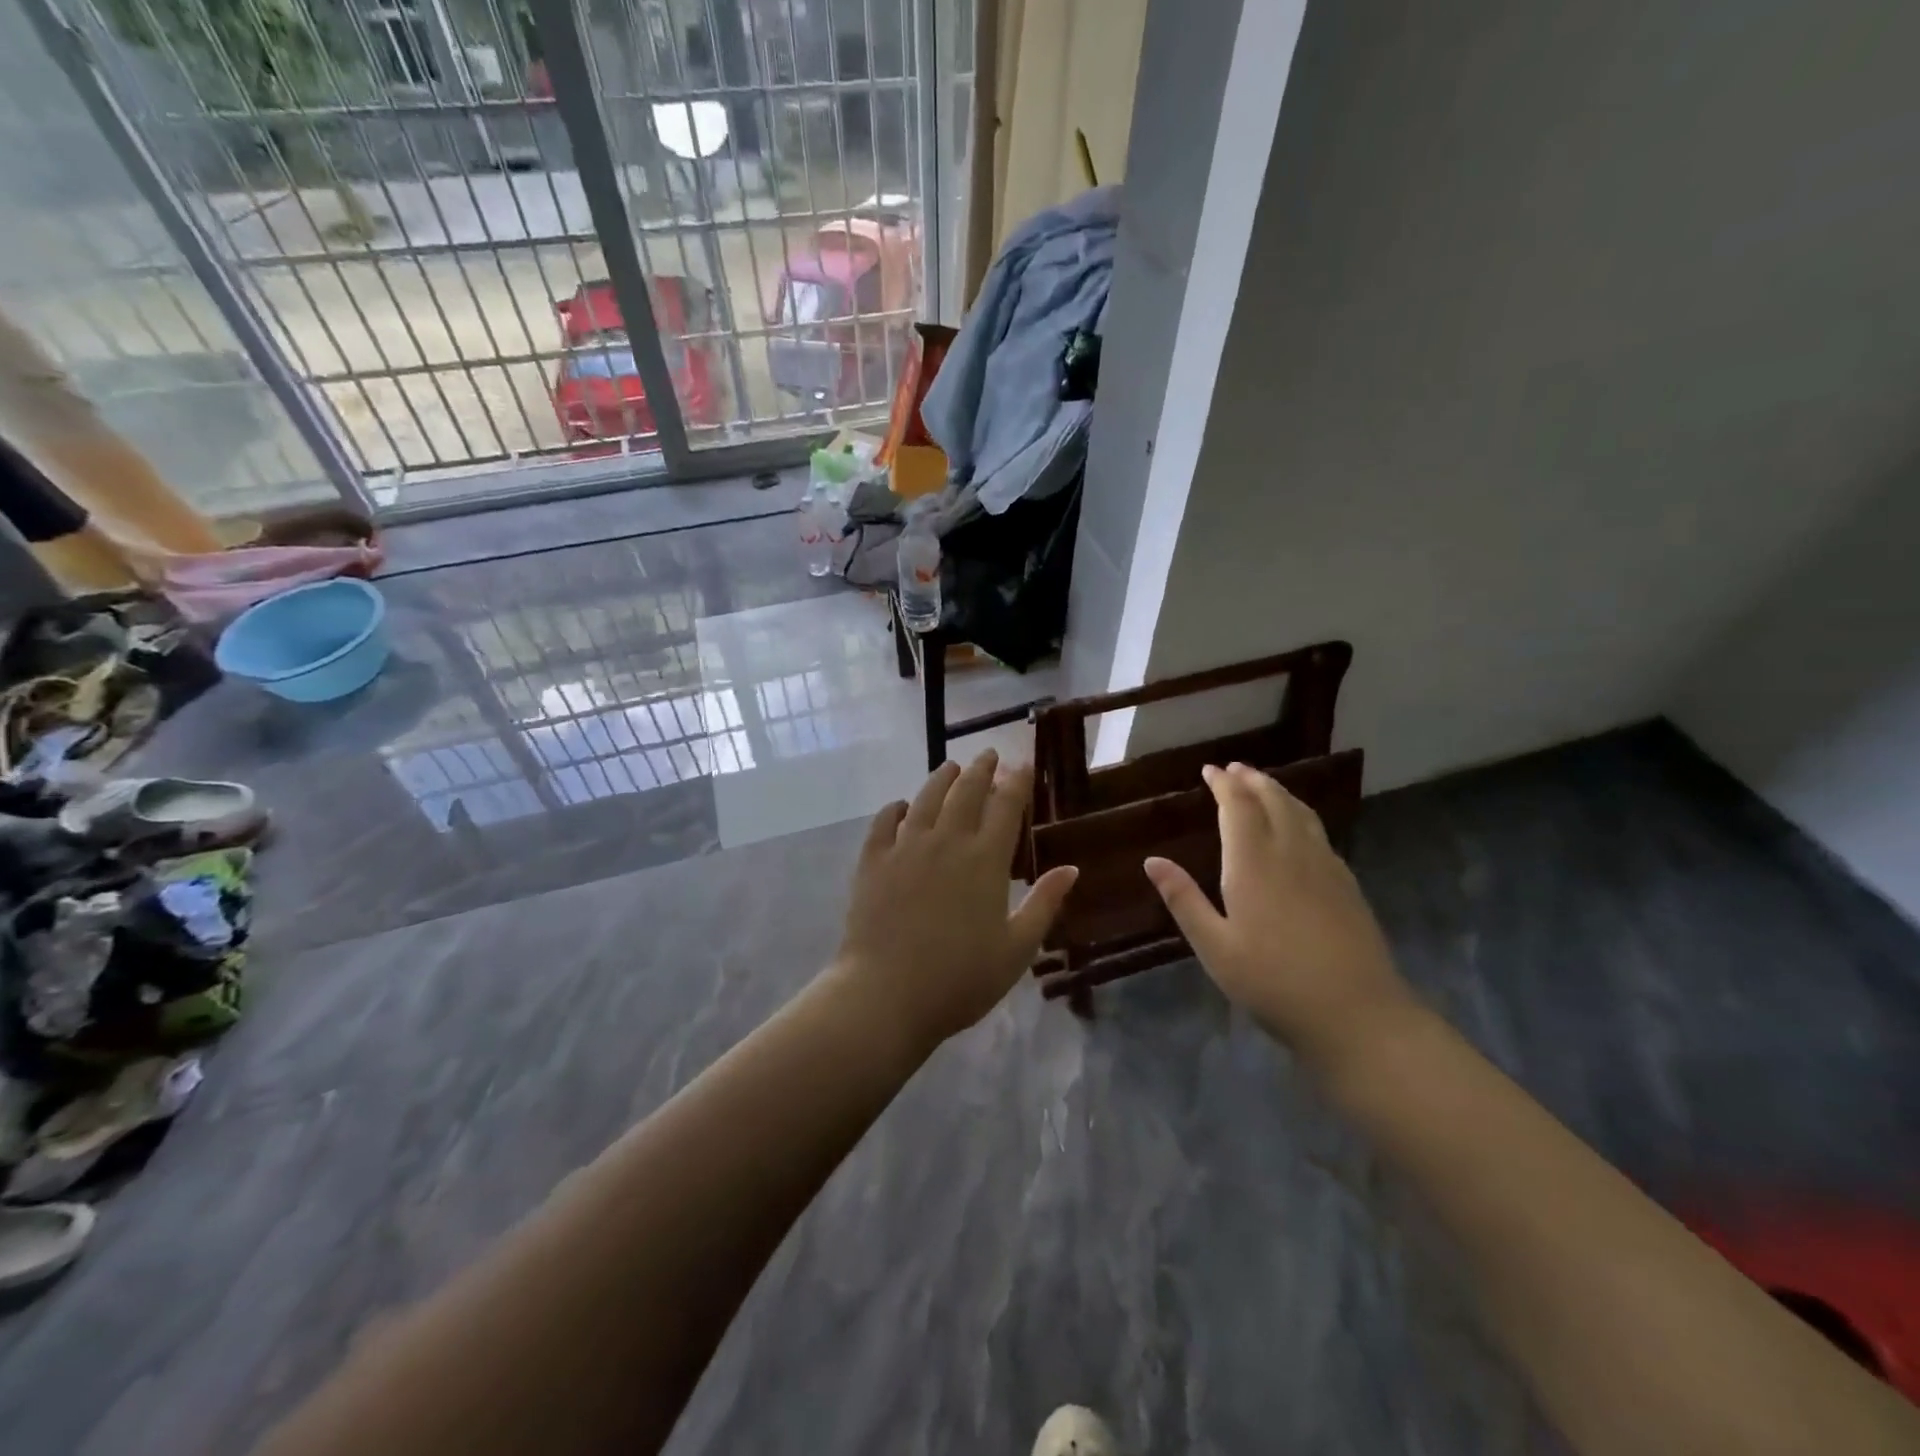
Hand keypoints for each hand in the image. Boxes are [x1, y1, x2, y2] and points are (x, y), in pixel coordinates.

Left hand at [832, 751, 1078, 1049]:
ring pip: (925, 798)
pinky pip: (883, 823)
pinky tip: (900, 806)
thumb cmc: (960, 979)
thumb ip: (1044, 904)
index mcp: (985, 860)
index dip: (1018, 780)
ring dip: (941, 778)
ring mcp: (905, 848)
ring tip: (949, 767)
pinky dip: (894, 809)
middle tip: (989, 755)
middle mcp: (946, 841)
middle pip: (966, 791)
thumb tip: (1071, 868)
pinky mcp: (872, 862)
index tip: (1024, 763)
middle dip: (981, 769)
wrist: (886, 995)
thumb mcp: (1016, 949)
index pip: (1006, 805)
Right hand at [1144, 763, 1411, 1064]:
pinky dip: (1301, 815)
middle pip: (1273, 801)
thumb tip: (1152, 860)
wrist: (1356, 1014)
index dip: (1224, 784)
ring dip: (1279, 792)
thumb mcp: (1215, 947)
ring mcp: (1325, 867)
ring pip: (1301, 813)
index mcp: (1253, 864)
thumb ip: (1184, 900)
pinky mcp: (1347, 885)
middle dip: (1252, 780)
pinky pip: (1320, 833)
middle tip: (1235, 769)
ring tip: (1264, 785)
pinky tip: (1299, 829)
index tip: (1210, 770)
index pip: (1238, 807)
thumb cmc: (1272, 982)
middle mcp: (1291, 853)